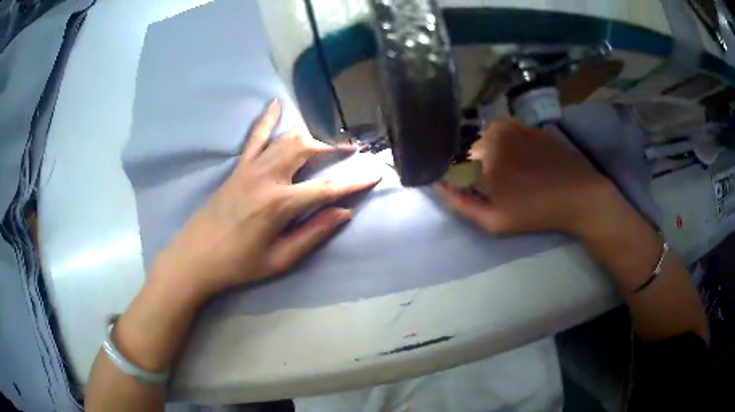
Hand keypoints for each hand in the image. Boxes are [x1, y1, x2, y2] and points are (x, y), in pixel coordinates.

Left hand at [152, 100, 379, 300]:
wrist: (195, 257)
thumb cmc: (239, 264)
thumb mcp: (280, 259)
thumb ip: (313, 233)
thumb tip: (343, 213)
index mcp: (280, 204)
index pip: (327, 188)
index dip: (354, 181)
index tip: (375, 173)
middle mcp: (267, 177)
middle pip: (306, 149)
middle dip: (332, 146)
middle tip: (350, 151)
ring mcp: (250, 168)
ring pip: (286, 139)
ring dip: (309, 135)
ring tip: (326, 139)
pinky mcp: (237, 168)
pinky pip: (255, 137)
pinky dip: (267, 119)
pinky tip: (276, 104)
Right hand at [436, 120, 616, 236]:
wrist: (577, 193)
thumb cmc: (536, 212)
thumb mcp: (495, 221)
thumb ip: (461, 204)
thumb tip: (437, 186)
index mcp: (481, 162)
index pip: (451, 167)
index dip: (456, 181)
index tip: (468, 192)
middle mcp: (489, 136)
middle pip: (466, 152)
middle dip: (472, 168)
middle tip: (493, 186)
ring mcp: (507, 126)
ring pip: (482, 141)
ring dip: (487, 156)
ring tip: (508, 173)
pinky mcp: (521, 123)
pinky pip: (499, 133)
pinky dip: (501, 145)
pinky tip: (518, 159)